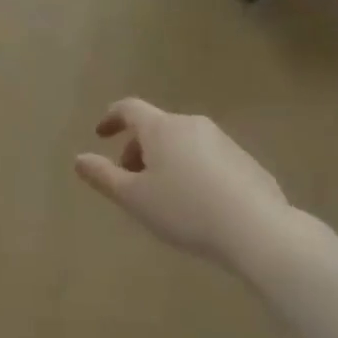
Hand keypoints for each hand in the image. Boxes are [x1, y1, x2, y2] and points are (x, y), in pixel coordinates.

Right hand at [74, 98, 289, 263]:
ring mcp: (223, 141)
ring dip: (164, 160)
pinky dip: (190, 169)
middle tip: (129, 179)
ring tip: (162, 195)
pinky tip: (195, 203)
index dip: (111, 118)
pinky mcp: (245, 161)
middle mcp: (192, 125)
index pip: (129, 109)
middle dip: (137, 148)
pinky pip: (206, 157)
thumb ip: (103, 176)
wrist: (257, 229)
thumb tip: (80, 159)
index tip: (100, 135)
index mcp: (161, 128)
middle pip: (156, 127)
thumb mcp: (134, 198)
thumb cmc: (185, 210)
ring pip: (181, 142)